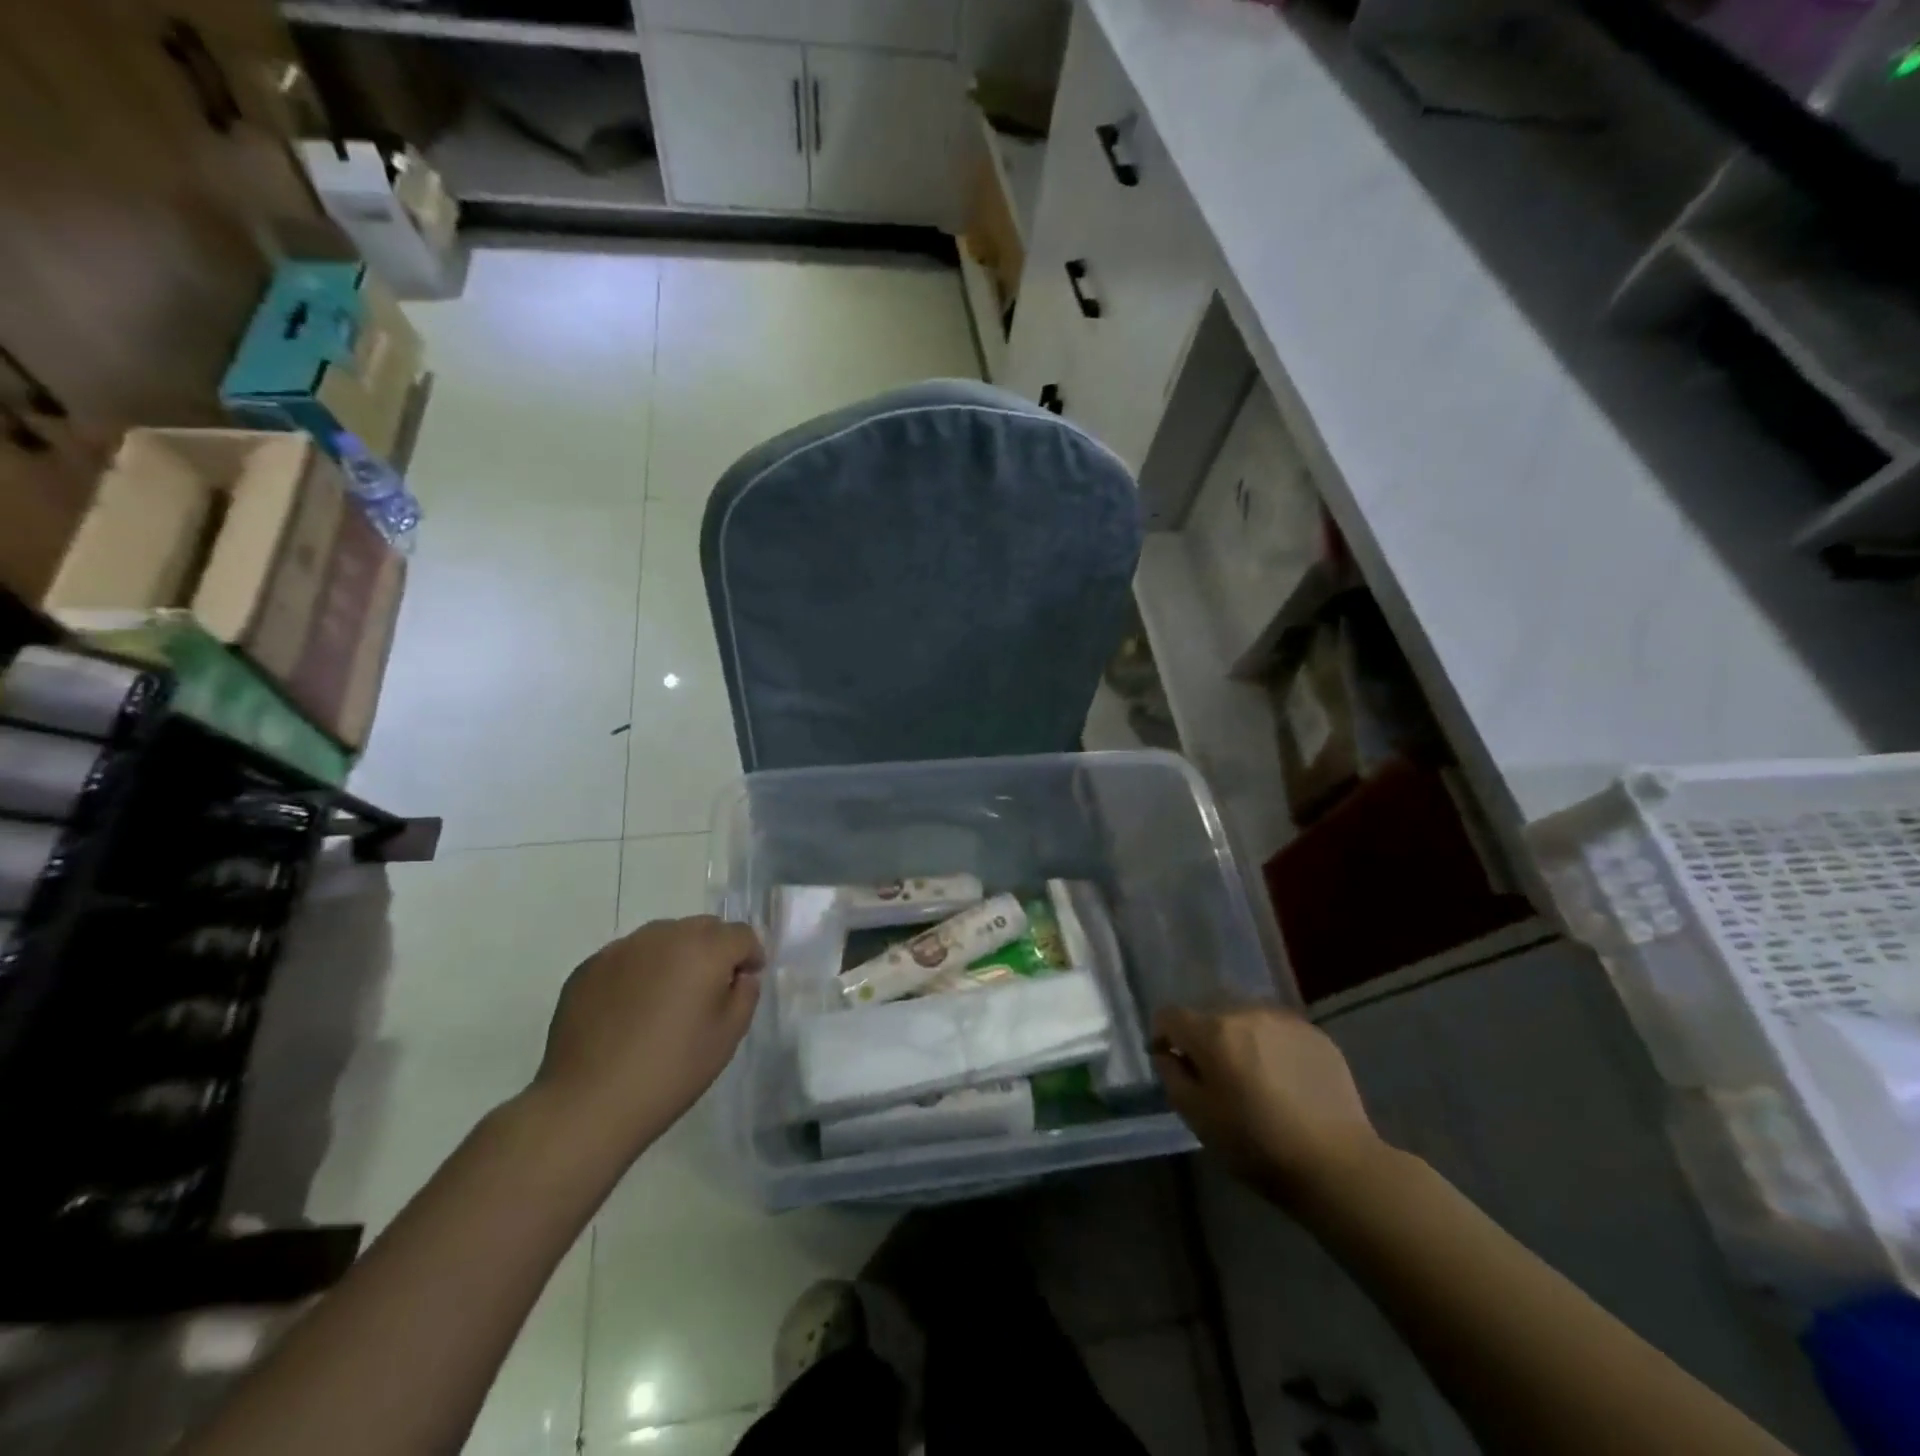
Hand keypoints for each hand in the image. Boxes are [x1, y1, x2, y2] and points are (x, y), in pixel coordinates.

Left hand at [531, 916, 762, 1157]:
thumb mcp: (727, 1037)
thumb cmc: (670, 1071)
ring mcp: (621, 948)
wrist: (586, 1104)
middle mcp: (663, 936)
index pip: (741, 934)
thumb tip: (739, 976)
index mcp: (704, 949)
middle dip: (714, 950)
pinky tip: (630, 1009)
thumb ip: (745, 994)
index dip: (751, 955)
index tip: (745, 981)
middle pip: (702, 927)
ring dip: (676, 956)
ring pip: (663, 937)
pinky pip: (628, 956)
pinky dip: (640, 970)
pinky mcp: (589, 967)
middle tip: (708, 990)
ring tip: (667, 998)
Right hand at [1152, 1003, 1382, 1205]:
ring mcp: (1285, 1020)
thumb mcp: (1198, 1118)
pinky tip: (1285, 1080)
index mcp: (1213, 1032)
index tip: (1173, 1064)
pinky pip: (1278, 1030)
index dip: (1164, 1037)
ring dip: (1239, 1039)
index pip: (1170, 1015)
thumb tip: (1168, 1054)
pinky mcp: (1315, 1033)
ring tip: (1253, 1077)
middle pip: (1209, 1015)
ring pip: (1245, 1019)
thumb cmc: (1257, 1145)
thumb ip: (1172, 1076)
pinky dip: (1271, 1046)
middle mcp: (1246, 1012)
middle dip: (1204, 1039)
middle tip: (1217, 1077)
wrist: (1338, 1165)